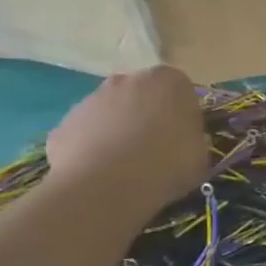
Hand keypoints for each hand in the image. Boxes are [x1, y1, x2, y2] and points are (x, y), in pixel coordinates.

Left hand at [45, 66, 208, 215]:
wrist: (107, 186)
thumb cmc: (168, 164)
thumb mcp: (201, 153)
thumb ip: (193, 137)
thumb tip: (183, 140)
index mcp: (169, 81)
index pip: (180, 89)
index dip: (182, 113)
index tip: (184, 135)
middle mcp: (127, 79)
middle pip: (141, 95)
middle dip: (146, 115)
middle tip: (155, 148)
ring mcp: (90, 99)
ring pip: (110, 113)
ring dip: (117, 131)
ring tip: (125, 166)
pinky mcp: (63, 124)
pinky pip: (85, 134)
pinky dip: (91, 148)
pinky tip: (100, 174)